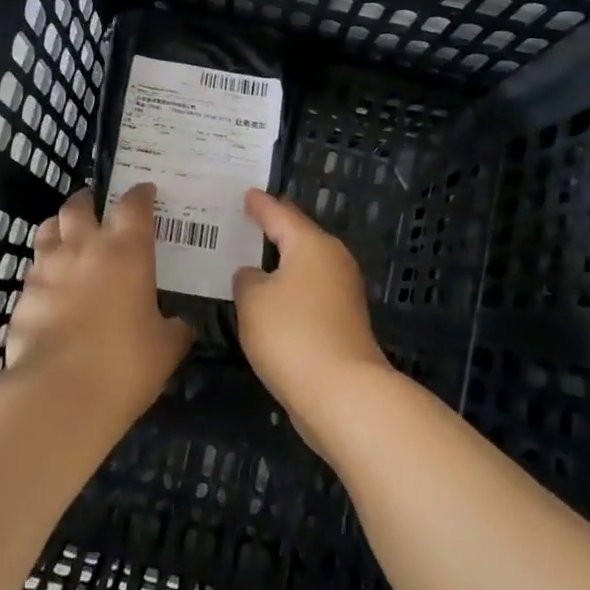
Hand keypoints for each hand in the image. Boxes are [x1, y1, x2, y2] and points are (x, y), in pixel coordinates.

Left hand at [7, 186, 191, 416]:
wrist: (59, 394)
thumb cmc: (125, 364)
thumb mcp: (166, 348)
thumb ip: (175, 328)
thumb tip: (182, 325)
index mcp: (127, 251)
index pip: (134, 205)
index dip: (140, 194)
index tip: (146, 191)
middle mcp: (84, 248)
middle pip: (79, 205)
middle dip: (88, 201)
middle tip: (96, 208)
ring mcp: (48, 269)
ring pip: (47, 229)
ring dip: (59, 228)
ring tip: (67, 238)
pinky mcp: (23, 295)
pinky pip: (33, 271)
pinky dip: (44, 273)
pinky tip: (52, 290)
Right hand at [232, 189, 391, 441]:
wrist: (343, 394)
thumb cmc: (292, 334)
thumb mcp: (252, 301)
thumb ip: (247, 280)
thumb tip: (255, 276)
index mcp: (312, 244)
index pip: (280, 213)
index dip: (260, 204)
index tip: (246, 194)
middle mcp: (333, 260)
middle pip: (299, 237)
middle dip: (273, 229)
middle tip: (246, 221)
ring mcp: (343, 292)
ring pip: (305, 266)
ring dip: (281, 263)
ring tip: (251, 259)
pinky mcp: (344, 322)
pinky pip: (309, 292)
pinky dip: (289, 290)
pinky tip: (269, 299)